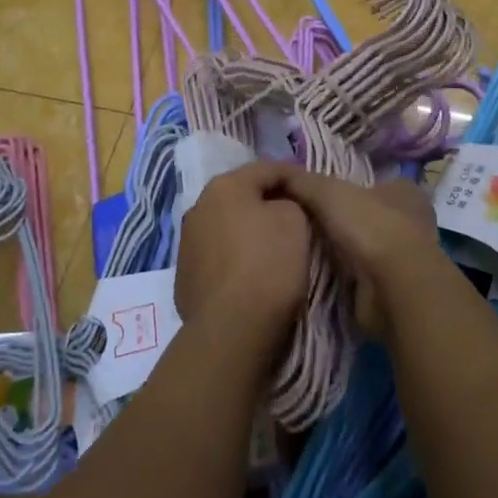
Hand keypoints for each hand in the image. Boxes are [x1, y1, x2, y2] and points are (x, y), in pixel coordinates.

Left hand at [175, 163, 312, 352]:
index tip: (312, 189)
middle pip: (242, 196)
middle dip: (267, 203)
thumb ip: (288, 202)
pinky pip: (217, 256)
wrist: (232, 328)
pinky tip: (250, 275)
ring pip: (226, 226)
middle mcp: (198, 207)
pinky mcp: (184, 276)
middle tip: (295, 217)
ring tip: (272, 248)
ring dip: (247, 231)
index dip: (293, 176)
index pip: (267, 169)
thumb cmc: (269, 264)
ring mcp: (187, 243)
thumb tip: (276, 209)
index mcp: (225, 186)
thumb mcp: (295, 220)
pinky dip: (234, 258)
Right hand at [278, 171, 443, 339]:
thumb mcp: (328, 191)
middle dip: (340, 222)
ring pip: (364, 247)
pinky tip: (320, 275)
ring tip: (305, 251)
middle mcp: (410, 221)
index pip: (370, 183)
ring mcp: (404, 257)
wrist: (392, 288)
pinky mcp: (394, 287)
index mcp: (404, 190)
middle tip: (302, 225)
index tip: (315, 197)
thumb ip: (302, 180)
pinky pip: (362, 275)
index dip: (344, 188)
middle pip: (366, 216)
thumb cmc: (369, 226)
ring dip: (341, 251)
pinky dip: (345, 276)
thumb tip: (275, 173)